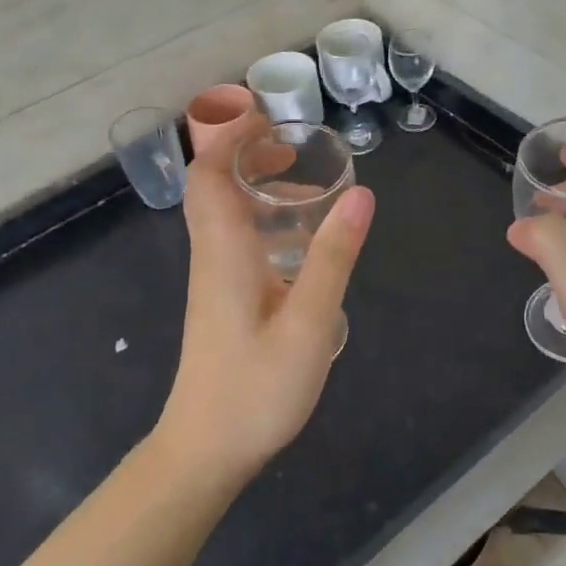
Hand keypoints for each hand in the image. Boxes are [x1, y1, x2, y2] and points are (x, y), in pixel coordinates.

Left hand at [156, 112, 374, 485]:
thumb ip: (333, 257)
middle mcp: (211, 254)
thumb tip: (360, 194)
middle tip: (293, 145)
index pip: (209, 172)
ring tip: (305, 186)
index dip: (230, 135)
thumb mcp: (308, 322)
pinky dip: (260, 217)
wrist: (205, 451)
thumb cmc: (255, 389)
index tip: (266, 114)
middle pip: (212, 184)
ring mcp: (213, 277)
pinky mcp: (221, 297)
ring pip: (222, 211)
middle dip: (245, 152)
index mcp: (224, 250)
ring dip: (254, 184)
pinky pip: (234, 236)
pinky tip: (299, 241)